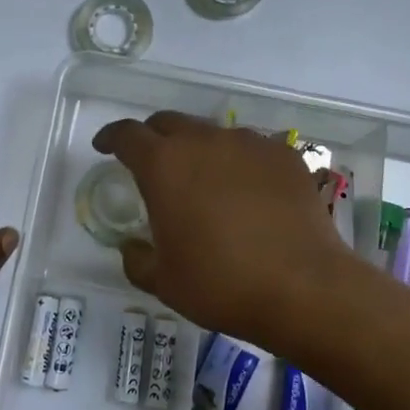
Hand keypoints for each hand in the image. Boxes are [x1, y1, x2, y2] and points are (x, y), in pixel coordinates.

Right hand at [92, 112, 354, 346]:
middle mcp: (203, 140)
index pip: (127, 134)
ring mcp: (247, 142)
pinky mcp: (283, 154)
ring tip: (206, 182)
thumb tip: (132, 247)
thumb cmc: (222, 284)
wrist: (304, 287)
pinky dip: (239, 162)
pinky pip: (251, 148)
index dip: (111, 137)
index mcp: (164, 165)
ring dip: (199, 150)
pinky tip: (249, 192)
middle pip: (169, 122)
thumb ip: (138, 259)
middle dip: (154, 137)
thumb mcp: (164, 282)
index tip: (105, 146)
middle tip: (152, 164)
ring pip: (212, 133)